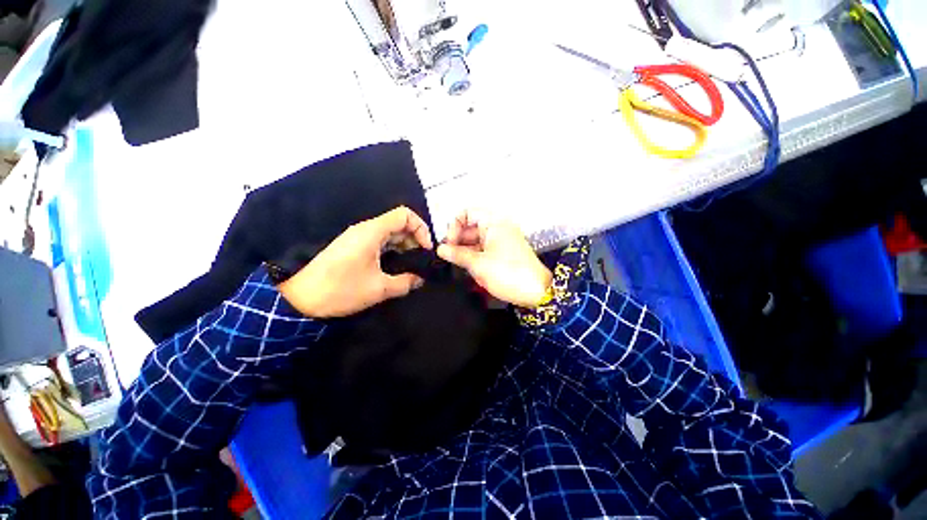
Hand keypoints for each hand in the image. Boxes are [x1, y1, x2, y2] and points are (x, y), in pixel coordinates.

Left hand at [278, 206, 432, 317]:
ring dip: (404, 244)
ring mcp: (357, 237)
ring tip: (412, 263)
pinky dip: (393, 249)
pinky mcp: (353, 246)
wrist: (300, 298)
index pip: (404, 215)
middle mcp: (365, 229)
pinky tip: (397, 264)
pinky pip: (379, 240)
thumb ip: (405, 282)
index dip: (421, 228)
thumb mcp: (379, 289)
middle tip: (421, 259)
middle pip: (398, 223)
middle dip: (415, 238)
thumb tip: (420, 279)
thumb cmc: (341, 290)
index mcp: (372, 232)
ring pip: (389, 232)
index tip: (426, 248)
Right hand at [437, 210, 551, 307]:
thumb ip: (457, 255)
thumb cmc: (509, 274)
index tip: (449, 243)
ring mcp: (502, 240)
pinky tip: (468, 267)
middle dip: (458, 240)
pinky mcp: (504, 252)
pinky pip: (484, 248)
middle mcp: (498, 228)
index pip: (467, 213)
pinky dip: (475, 255)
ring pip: (477, 239)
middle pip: (471, 227)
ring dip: (465, 249)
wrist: (537, 292)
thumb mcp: (478, 264)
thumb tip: (441, 249)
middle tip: (448, 256)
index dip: (455, 225)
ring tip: (457, 264)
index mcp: (494, 223)